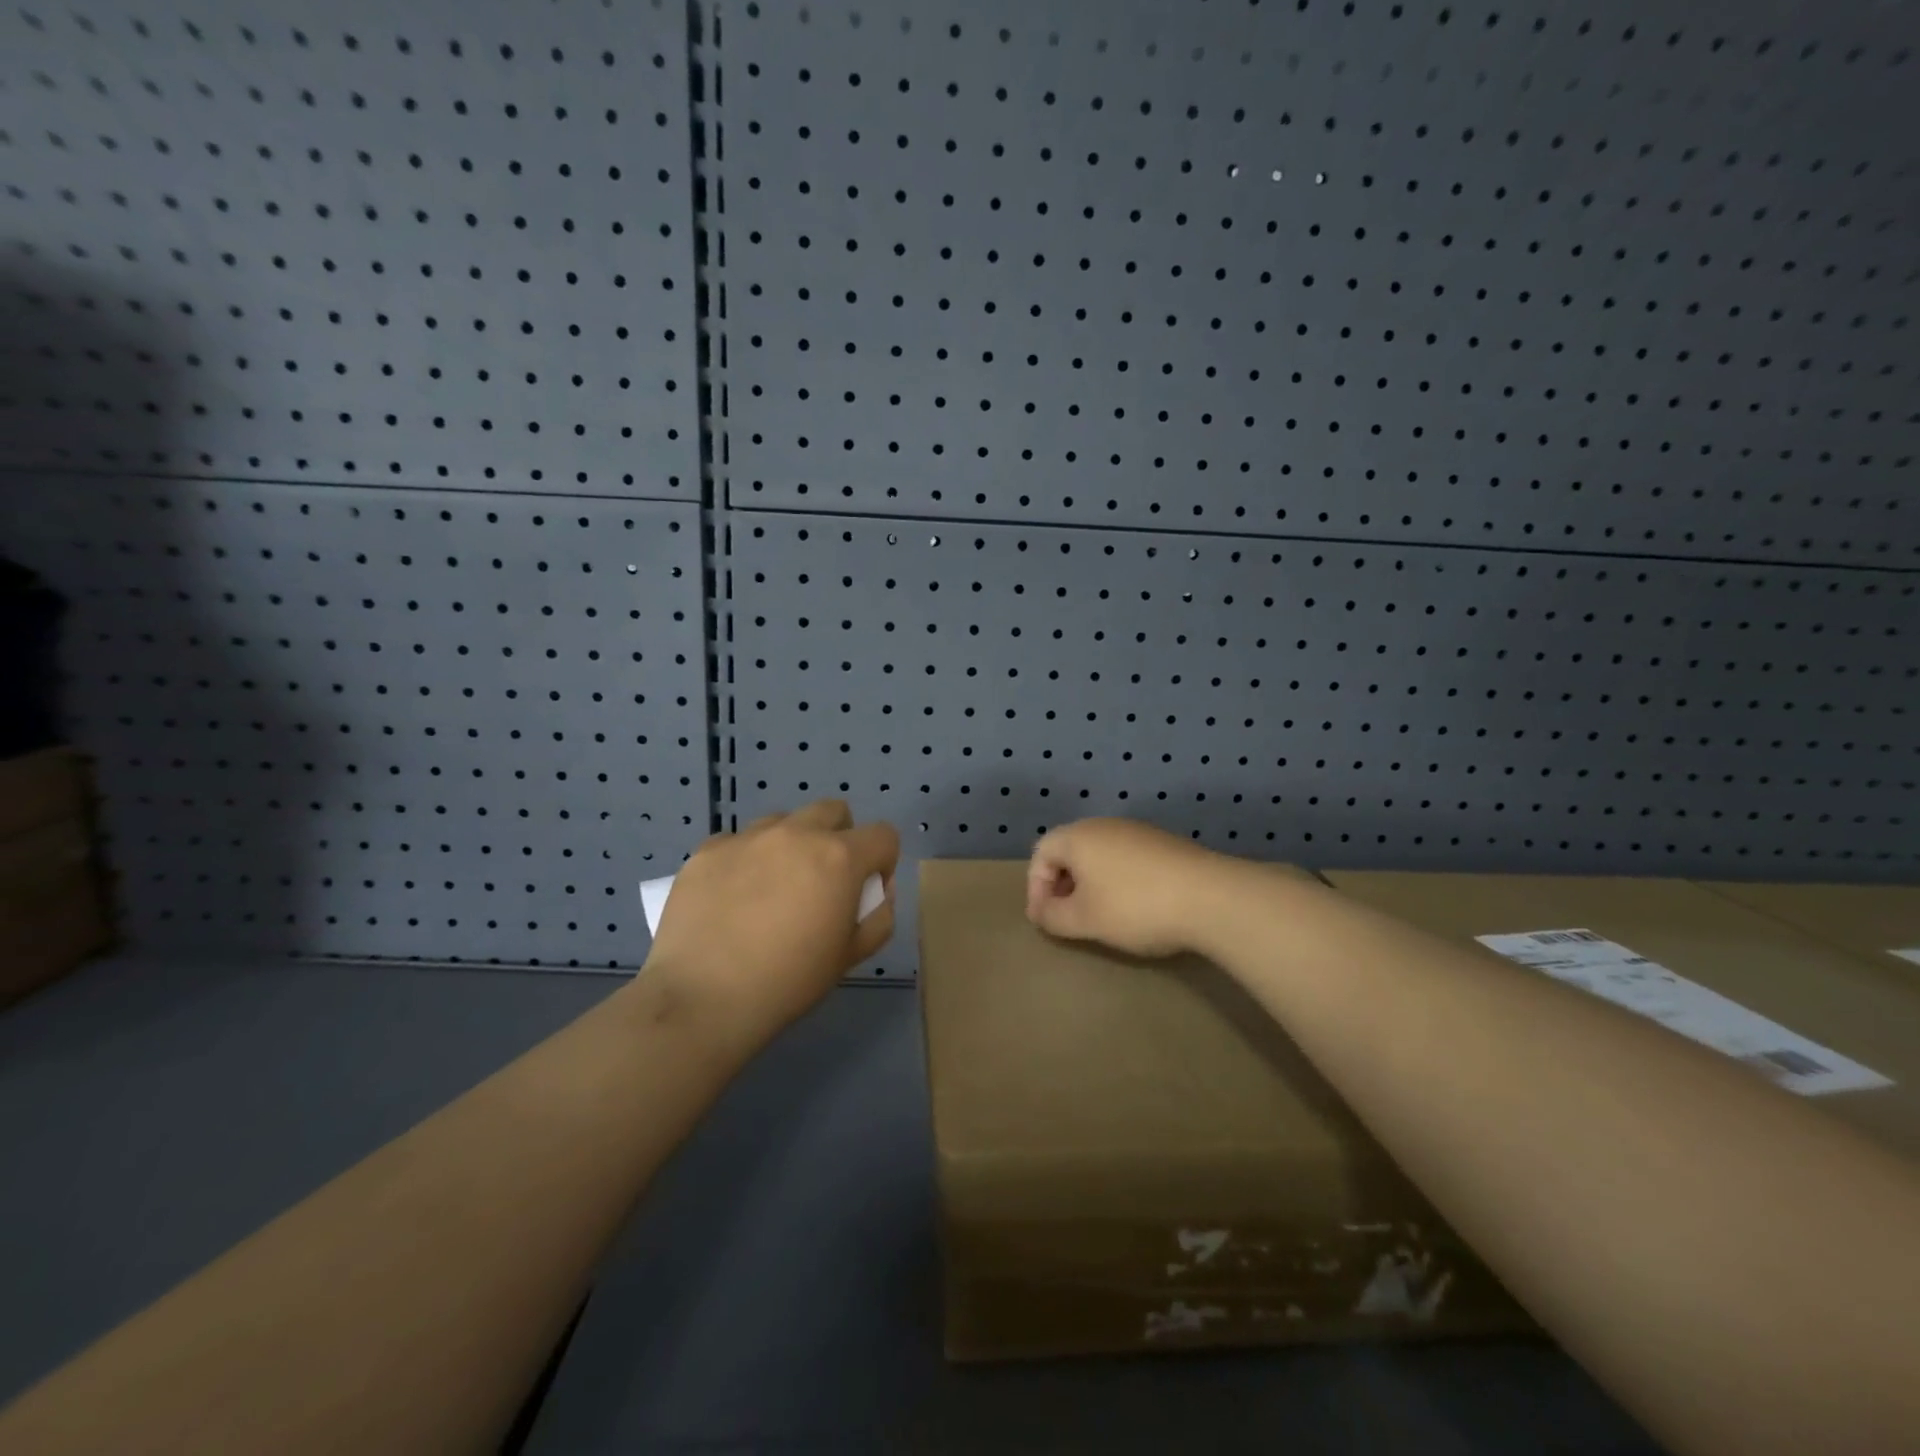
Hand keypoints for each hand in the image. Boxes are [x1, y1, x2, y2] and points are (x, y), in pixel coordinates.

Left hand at [644, 800, 899, 1049]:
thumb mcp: (851, 957)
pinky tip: (731, 899)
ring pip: (783, 821)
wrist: (702, 998)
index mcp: (839, 857)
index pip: (883, 835)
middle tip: (822, 881)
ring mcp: (747, 838)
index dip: (883, 862)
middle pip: (833, 811)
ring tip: (772, 888)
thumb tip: (876, 892)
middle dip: (839, 837)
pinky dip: (745, 861)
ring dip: (791, 845)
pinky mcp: (707, 850)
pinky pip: (738, 842)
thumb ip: (878, 917)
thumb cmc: (788, 982)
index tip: (865, 891)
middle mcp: (796, 834)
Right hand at [1025, 818, 1229, 958]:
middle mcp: (1105, 825)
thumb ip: (1052, 916)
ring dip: (1091, 883)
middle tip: (1068, 916)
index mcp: (1078, 836)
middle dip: (1062, 884)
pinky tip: (1135, 906)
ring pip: (1100, 854)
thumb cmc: (1134, 907)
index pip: (1041, 852)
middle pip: (1070, 849)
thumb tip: (1040, 912)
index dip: (1036, 887)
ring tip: (1100, 915)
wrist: (1211, 897)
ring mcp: (1138, 831)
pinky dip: (1118, 879)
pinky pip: (1126, 858)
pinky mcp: (1164, 843)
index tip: (1046, 919)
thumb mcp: (1084, 920)